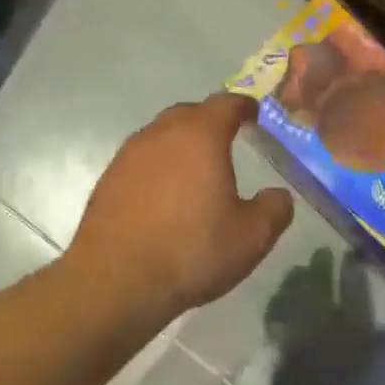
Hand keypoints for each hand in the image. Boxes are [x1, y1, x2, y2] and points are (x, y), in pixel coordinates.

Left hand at [68, 94, 294, 318]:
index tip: (254, 114)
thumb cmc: (191, 251)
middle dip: (209, 122)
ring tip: (195, 170)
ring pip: (159, 138)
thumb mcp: (251, 237)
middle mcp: (159, 135)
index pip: (226, 104)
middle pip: (188, 114)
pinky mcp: (106, 183)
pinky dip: (157, 170)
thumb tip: (278, 196)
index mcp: (199, 136)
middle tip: (226, 140)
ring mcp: (127, 157)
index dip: (244, 106)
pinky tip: (164, 197)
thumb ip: (273, 209)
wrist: (116, 280)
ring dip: (179, 146)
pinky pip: (140, 164)